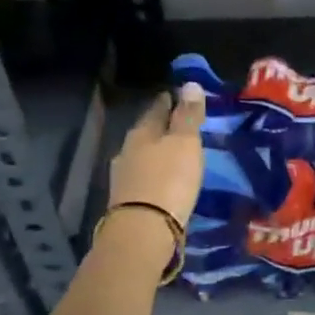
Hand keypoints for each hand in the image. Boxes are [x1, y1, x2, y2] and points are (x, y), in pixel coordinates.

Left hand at [107, 82, 205, 231]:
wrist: (143, 230)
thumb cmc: (169, 180)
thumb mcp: (185, 143)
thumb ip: (188, 115)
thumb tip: (190, 84)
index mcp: (141, 132)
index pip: (156, 109)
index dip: (169, 101)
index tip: (177, 95)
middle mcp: (127, 151)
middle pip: (146, 133)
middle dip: (161, 128)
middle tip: (178, 125)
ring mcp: (124, 178)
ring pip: (142, 157)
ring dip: (156, 154)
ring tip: (173, 155)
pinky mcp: (127, 202)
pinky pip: (143, 179)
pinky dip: (154, 176)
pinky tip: (163, 182)